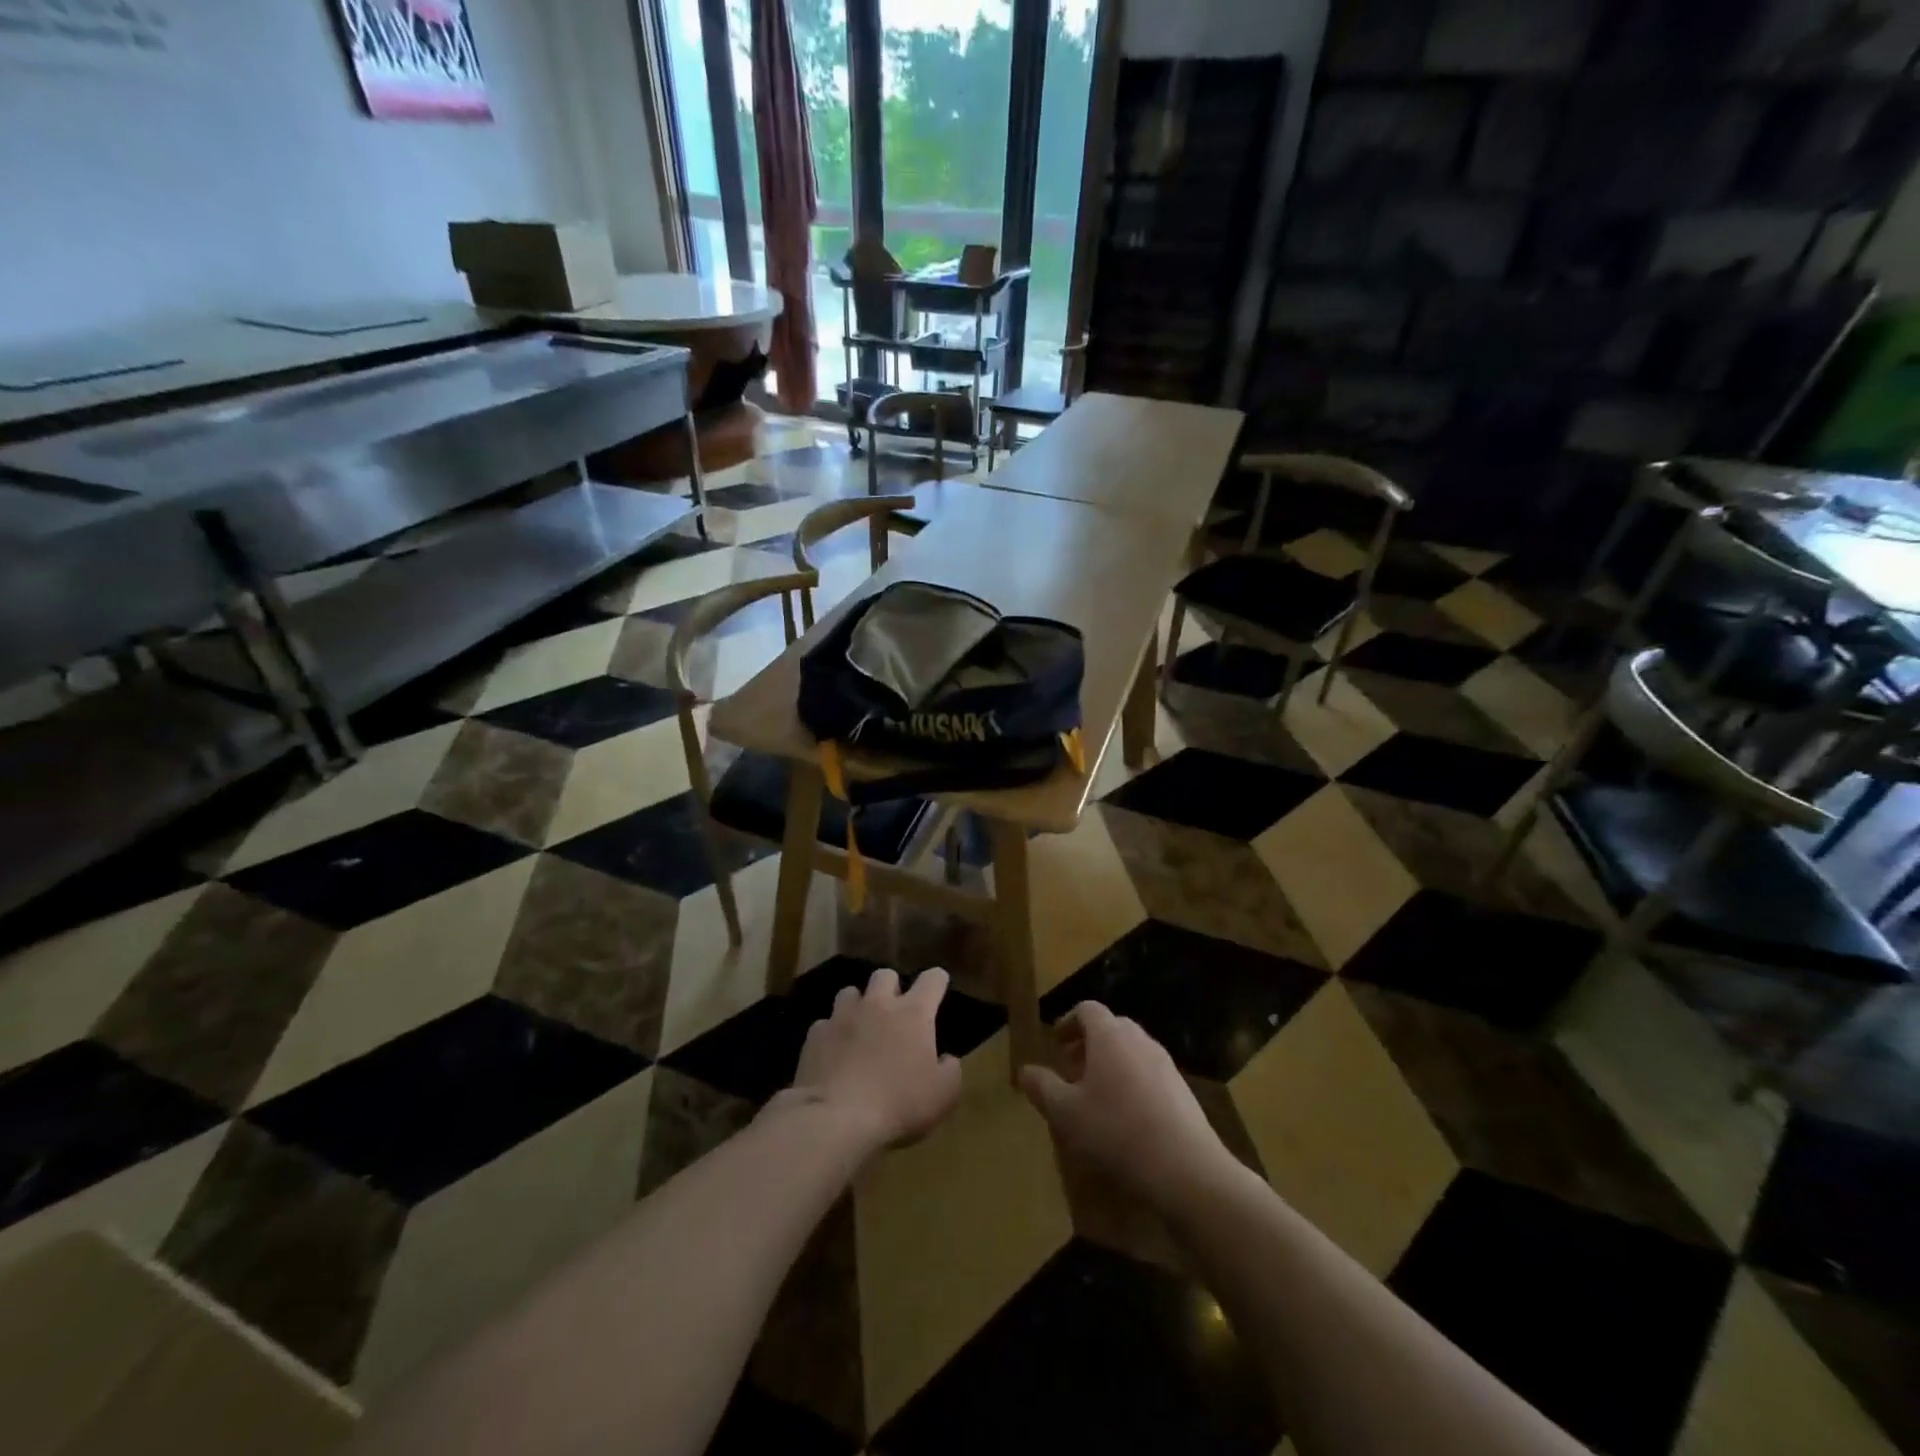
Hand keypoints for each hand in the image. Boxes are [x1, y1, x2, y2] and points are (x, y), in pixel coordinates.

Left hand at [788, 967, 962, 1149]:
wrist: (836, 1118)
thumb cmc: (899, 1104)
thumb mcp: (943, 1096)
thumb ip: (951, 1071)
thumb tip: (947, 1059)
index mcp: (913, 1013)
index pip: (932, 979)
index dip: (937, 981)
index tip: (938, 989)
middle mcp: (878, 1004)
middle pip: (885, 975)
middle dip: (892, 987)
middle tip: (895, 1012)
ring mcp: (842, 1016)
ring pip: (851, 992)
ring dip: (858, 1005)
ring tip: (860, 1027)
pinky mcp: (815, 1035)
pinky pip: (825, 1024)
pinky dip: (832, 1034)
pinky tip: (833, 1053)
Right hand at [1019, 1003, 1237, 1212]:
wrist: (1187, 1169)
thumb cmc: (1116, 1132)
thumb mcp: (1066, 1113)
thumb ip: (1043, 1087)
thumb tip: (1025, 1070)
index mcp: (1109, 1036)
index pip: (1087, 1009)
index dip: (1068, 1022)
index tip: (1055, 1043)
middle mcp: (1139, 1040)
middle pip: (1111, 1027)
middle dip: (1088, 1043)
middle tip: (1071, 1069)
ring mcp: (1165, 1064)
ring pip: (1131, 1051)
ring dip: (1110, 1063)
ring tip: (1095, 1096)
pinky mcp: (1182, 1090)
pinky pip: (1149, 1073)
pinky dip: (1131, 1082)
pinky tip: (1125, 1118)